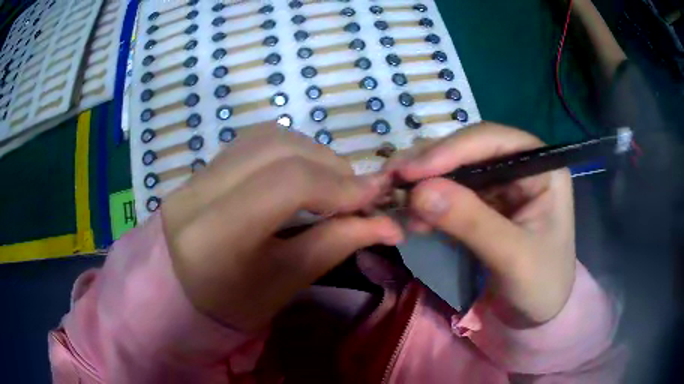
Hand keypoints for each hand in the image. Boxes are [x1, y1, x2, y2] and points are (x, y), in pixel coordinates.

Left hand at [162, 125, 402, 330]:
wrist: (178, 294)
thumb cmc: (231, 306)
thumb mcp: (283, 284)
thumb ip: (333, 246)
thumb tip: (389, 224)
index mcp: (213, 237)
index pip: (285, 184)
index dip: (338, 184)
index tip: (374, 197)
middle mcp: (197, 193)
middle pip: (277, 149)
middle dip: (330, 165)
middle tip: (355, 193)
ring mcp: (195, 174)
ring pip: (267, 138)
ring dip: (311, 153)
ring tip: (330, 183)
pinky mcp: (201, 168)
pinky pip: (253, 142)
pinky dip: (289, 151)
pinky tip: (300, 174)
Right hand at [387, 123, 575, 326]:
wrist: (537, 315)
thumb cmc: (541, 286)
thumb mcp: (513, 257)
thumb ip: (472, 222)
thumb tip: (418, 192)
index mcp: (542, 168)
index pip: (493, 141)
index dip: (450, 150)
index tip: (410, 171)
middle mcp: (520, 166)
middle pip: (469, 149)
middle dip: (430, 164)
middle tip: (391, 180)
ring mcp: (501, 184)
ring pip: (455, 169)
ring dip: (424, 182)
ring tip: (397, 200)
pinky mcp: (485, 203)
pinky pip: (451, 192)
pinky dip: (428, 201)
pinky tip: (413, 216)